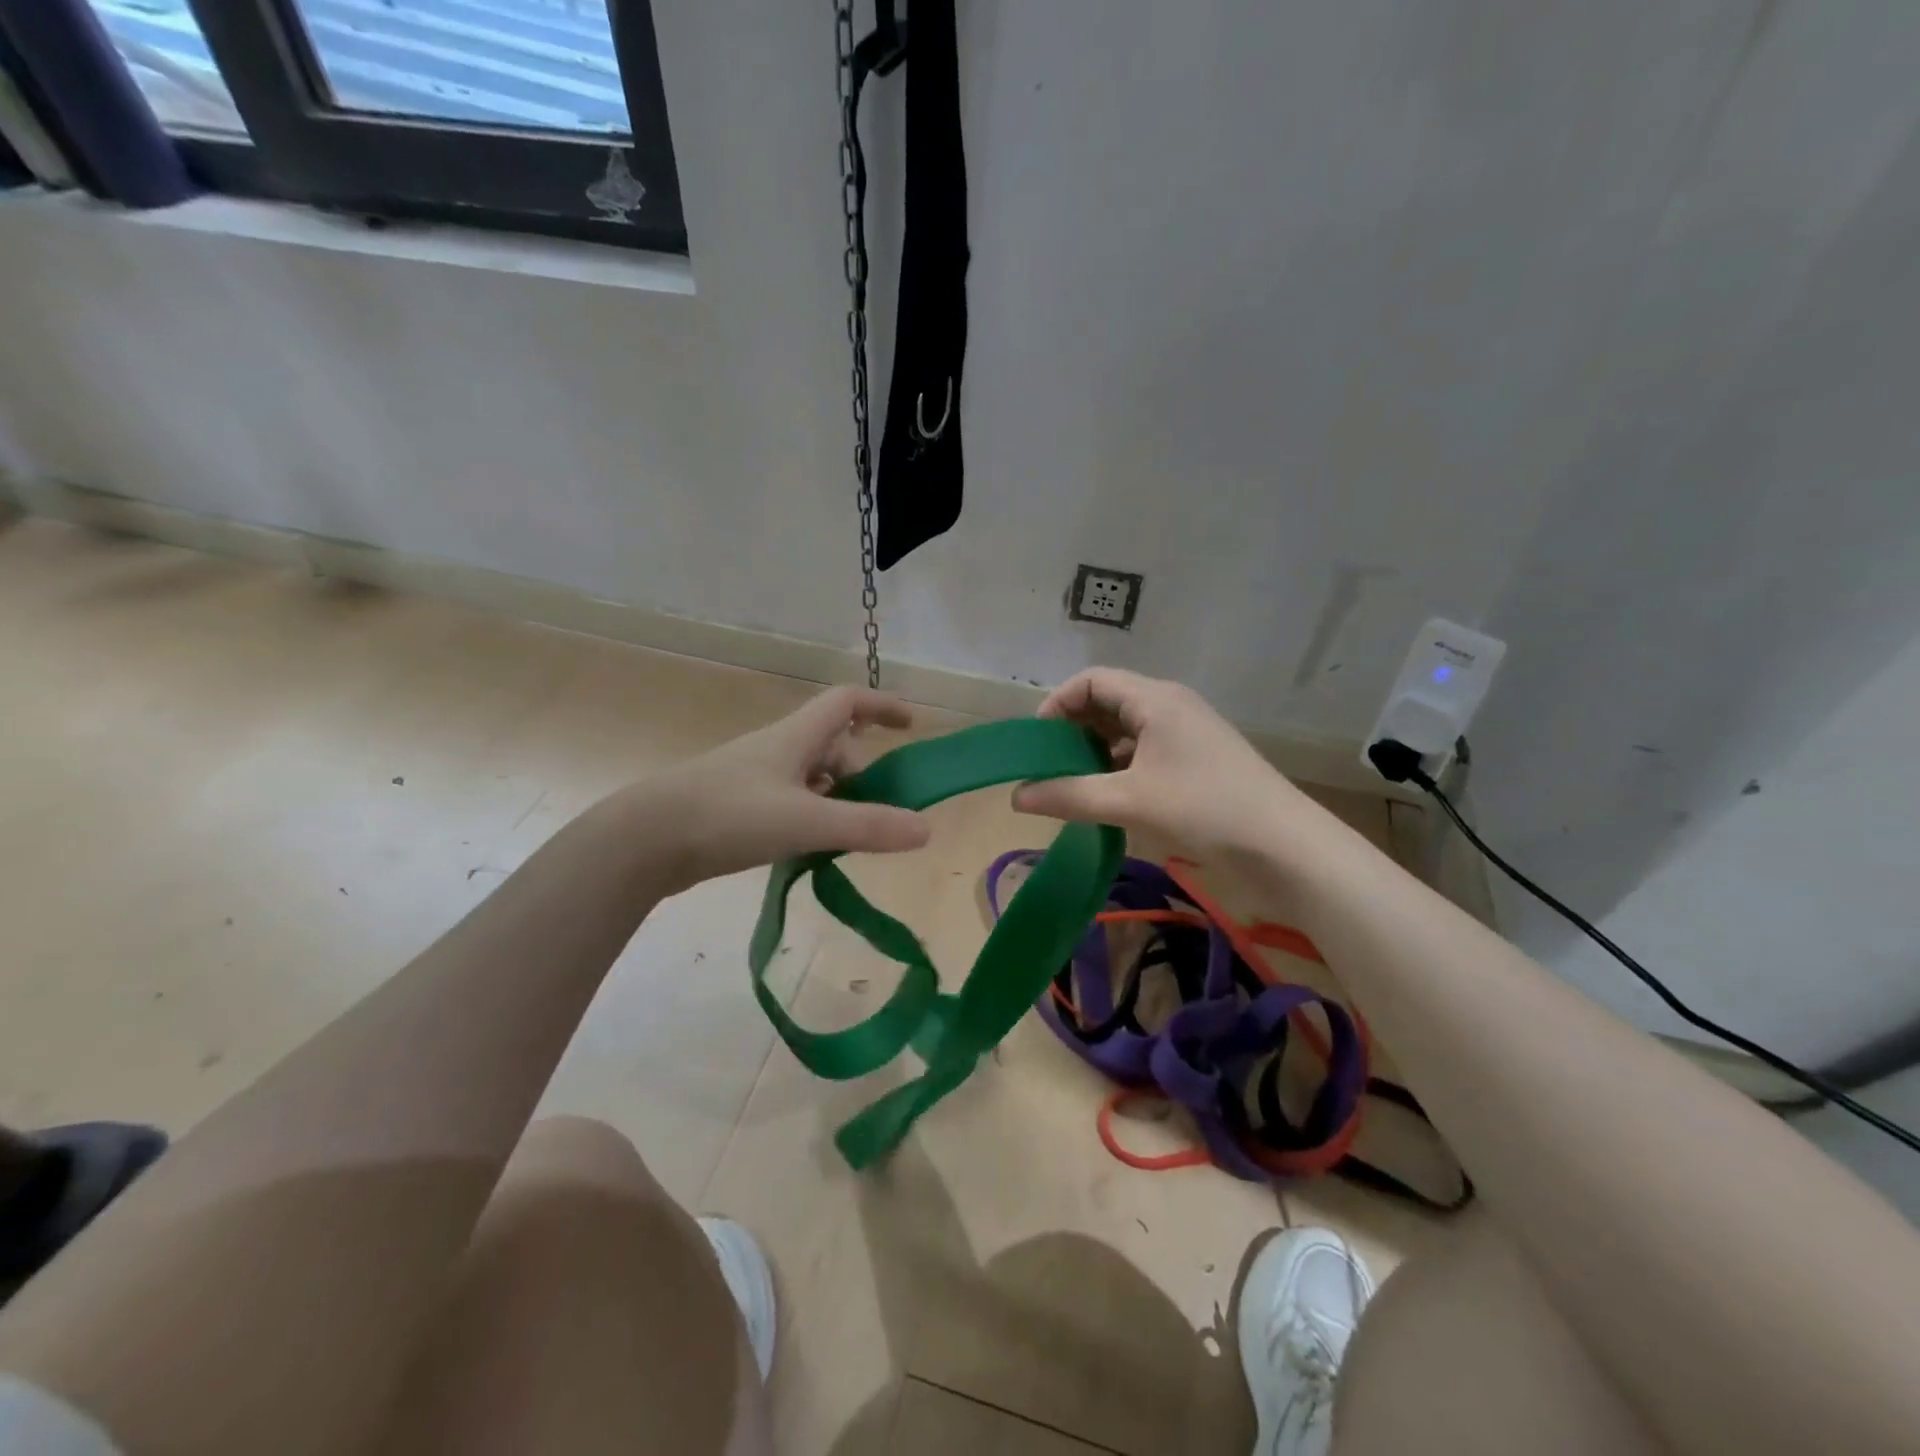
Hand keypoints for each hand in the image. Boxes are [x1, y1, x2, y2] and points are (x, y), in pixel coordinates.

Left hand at [634, 687, 930, 892]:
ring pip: (812, 778)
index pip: (847, 702)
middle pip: (834, 746)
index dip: (882, 705)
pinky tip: (811, 850)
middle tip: (879, 814)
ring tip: (849, 838)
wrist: (644, 840)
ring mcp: (755, 778)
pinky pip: (791, 802)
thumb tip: (925, 829)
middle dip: (863, 773)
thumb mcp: (805, 821)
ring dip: (838, 800)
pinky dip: (812, 818)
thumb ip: (866, 826)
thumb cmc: (728, 815)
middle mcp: (778, 750)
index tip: (912, 723)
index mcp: (795, 737)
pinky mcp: (738, 807)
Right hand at [1011, 668, 1315, 855]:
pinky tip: (1108, 795)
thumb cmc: (1204, 809)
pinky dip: (1119, 765)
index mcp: (1155, 699)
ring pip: (1127, 728)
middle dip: (1073, 728)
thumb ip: (1068, 795)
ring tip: (1071, 782)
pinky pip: (1145, 749)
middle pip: (1108, 700)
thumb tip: (1015, 796)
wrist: (1286, 846)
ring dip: (1095, 749)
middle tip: (1048, 765)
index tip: (1036, 742)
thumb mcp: (1128, 801)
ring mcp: (1187, 732)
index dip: (1057, 704)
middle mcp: (1170, 705)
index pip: (1092, 680)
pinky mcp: (1197, 759)